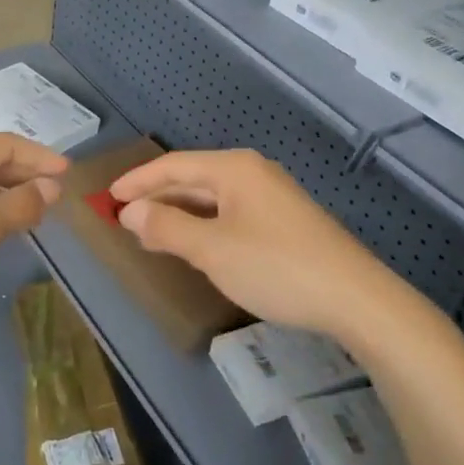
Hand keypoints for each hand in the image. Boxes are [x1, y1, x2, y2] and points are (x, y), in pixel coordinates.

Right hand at [111, 149, 409, 343]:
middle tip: (123, 216)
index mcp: (234, 169)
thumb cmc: (276, 267)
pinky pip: (230, 213)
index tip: (108, 196)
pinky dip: (204, 224)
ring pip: (212, 198)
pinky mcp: (284, 221)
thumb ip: (167, 227)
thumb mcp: (212, 250)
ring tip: (150, 231)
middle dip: (157, 196)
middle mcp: (253, 173)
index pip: (174, 165)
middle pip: (193, 178)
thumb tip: (130, 211)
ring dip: (179, 212)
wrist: (355, 299)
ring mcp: (272, 196)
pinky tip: (195, 244)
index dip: (138, 180)